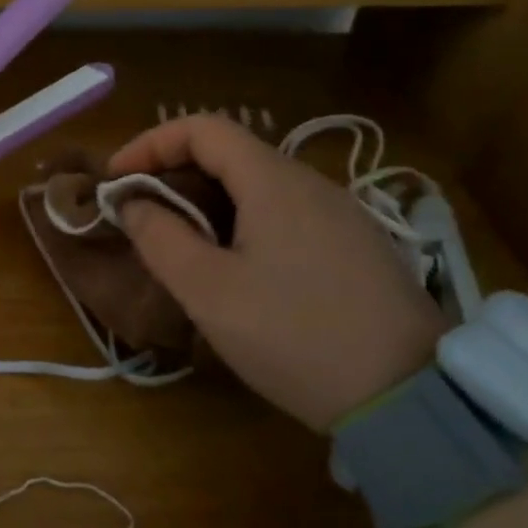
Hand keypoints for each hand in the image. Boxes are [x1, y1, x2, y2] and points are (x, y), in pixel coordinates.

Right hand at [108, 115, 444, 430]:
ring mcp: (341, 214)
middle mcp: (311, 183)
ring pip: (259, 184)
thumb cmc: (295, 336)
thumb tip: (134, 203)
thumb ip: (160, 238)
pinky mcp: (356, 246)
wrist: (411, 400)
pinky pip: (286, 212)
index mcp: (274, 181)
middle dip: (175, 172)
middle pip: (230, 152)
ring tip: (181, 241)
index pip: (202, 128)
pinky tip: (238, 265)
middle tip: (142, 212)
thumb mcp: (209, 292)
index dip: (150, 143)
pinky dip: (243, 219)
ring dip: (208, 198)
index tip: (117, 180)